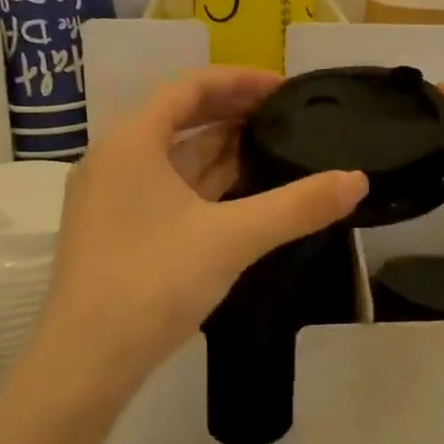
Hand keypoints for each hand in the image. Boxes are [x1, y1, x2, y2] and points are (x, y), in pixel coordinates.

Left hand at [27, 68, 367, 410]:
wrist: (85, 362)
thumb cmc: (153, 281)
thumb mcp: (233, 238)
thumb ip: (297, 206)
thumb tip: (358, 180)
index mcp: (131, 142)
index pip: (189, 87)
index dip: (238, 80)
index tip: (283, 88)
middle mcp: (114, 160)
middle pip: (179, 118)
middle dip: (232, 113)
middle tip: (284, 116)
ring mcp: (110, 199)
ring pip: (172, 158)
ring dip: (219, 150)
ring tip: (270, 149)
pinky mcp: (114, 232)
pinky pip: (165, 189)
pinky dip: (202, 185)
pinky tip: (238, 197)